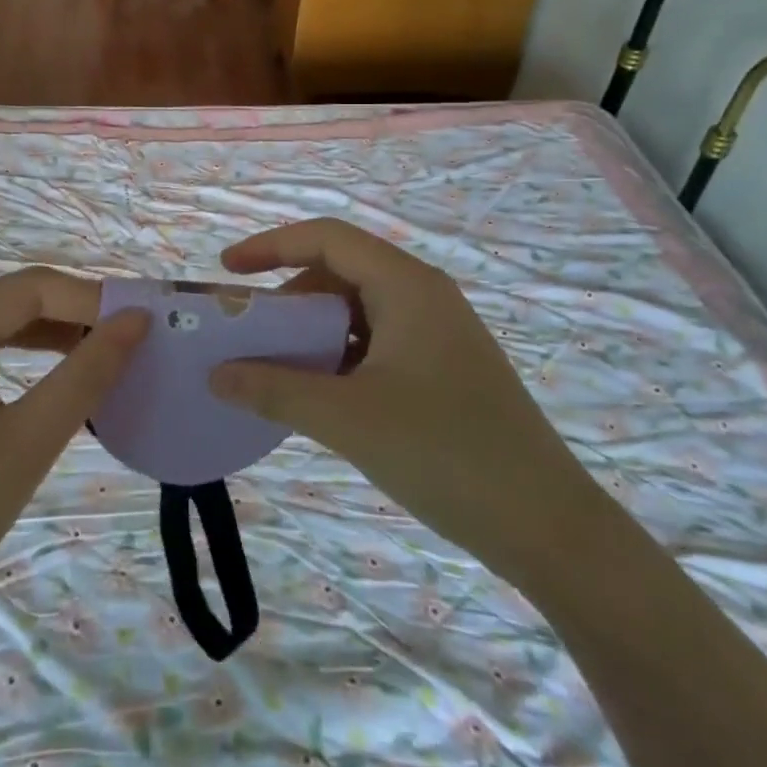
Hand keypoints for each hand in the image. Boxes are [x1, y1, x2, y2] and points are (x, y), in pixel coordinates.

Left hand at [0, 269, 147, 640]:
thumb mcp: (28, 442)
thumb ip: (87, 374)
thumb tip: (137, 321)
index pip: (34, 287)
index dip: (93, 298)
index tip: (145, 324)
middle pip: (16, 298)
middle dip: (76, 312)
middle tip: (132, 340)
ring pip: (0, 322)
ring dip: (53, 332)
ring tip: (105, 354)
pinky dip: (24, 354)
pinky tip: (56, 375)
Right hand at [208, 219, 605, 581]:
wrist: (549, 528)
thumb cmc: (446, 455)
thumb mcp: (348, 420)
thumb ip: (275, 391)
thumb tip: (216, 375)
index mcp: (406, 285)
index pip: (327, 237)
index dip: (271, 245)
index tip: (228, 270)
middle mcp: (424, 295)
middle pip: (341, 271)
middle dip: (289, 295)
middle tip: (250, 333)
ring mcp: (438, 331)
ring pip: (358, 308)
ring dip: (313, 329)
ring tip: (278, 367)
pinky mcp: (444, 366)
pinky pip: (377, 340)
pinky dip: (340, 354)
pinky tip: (321, 393)